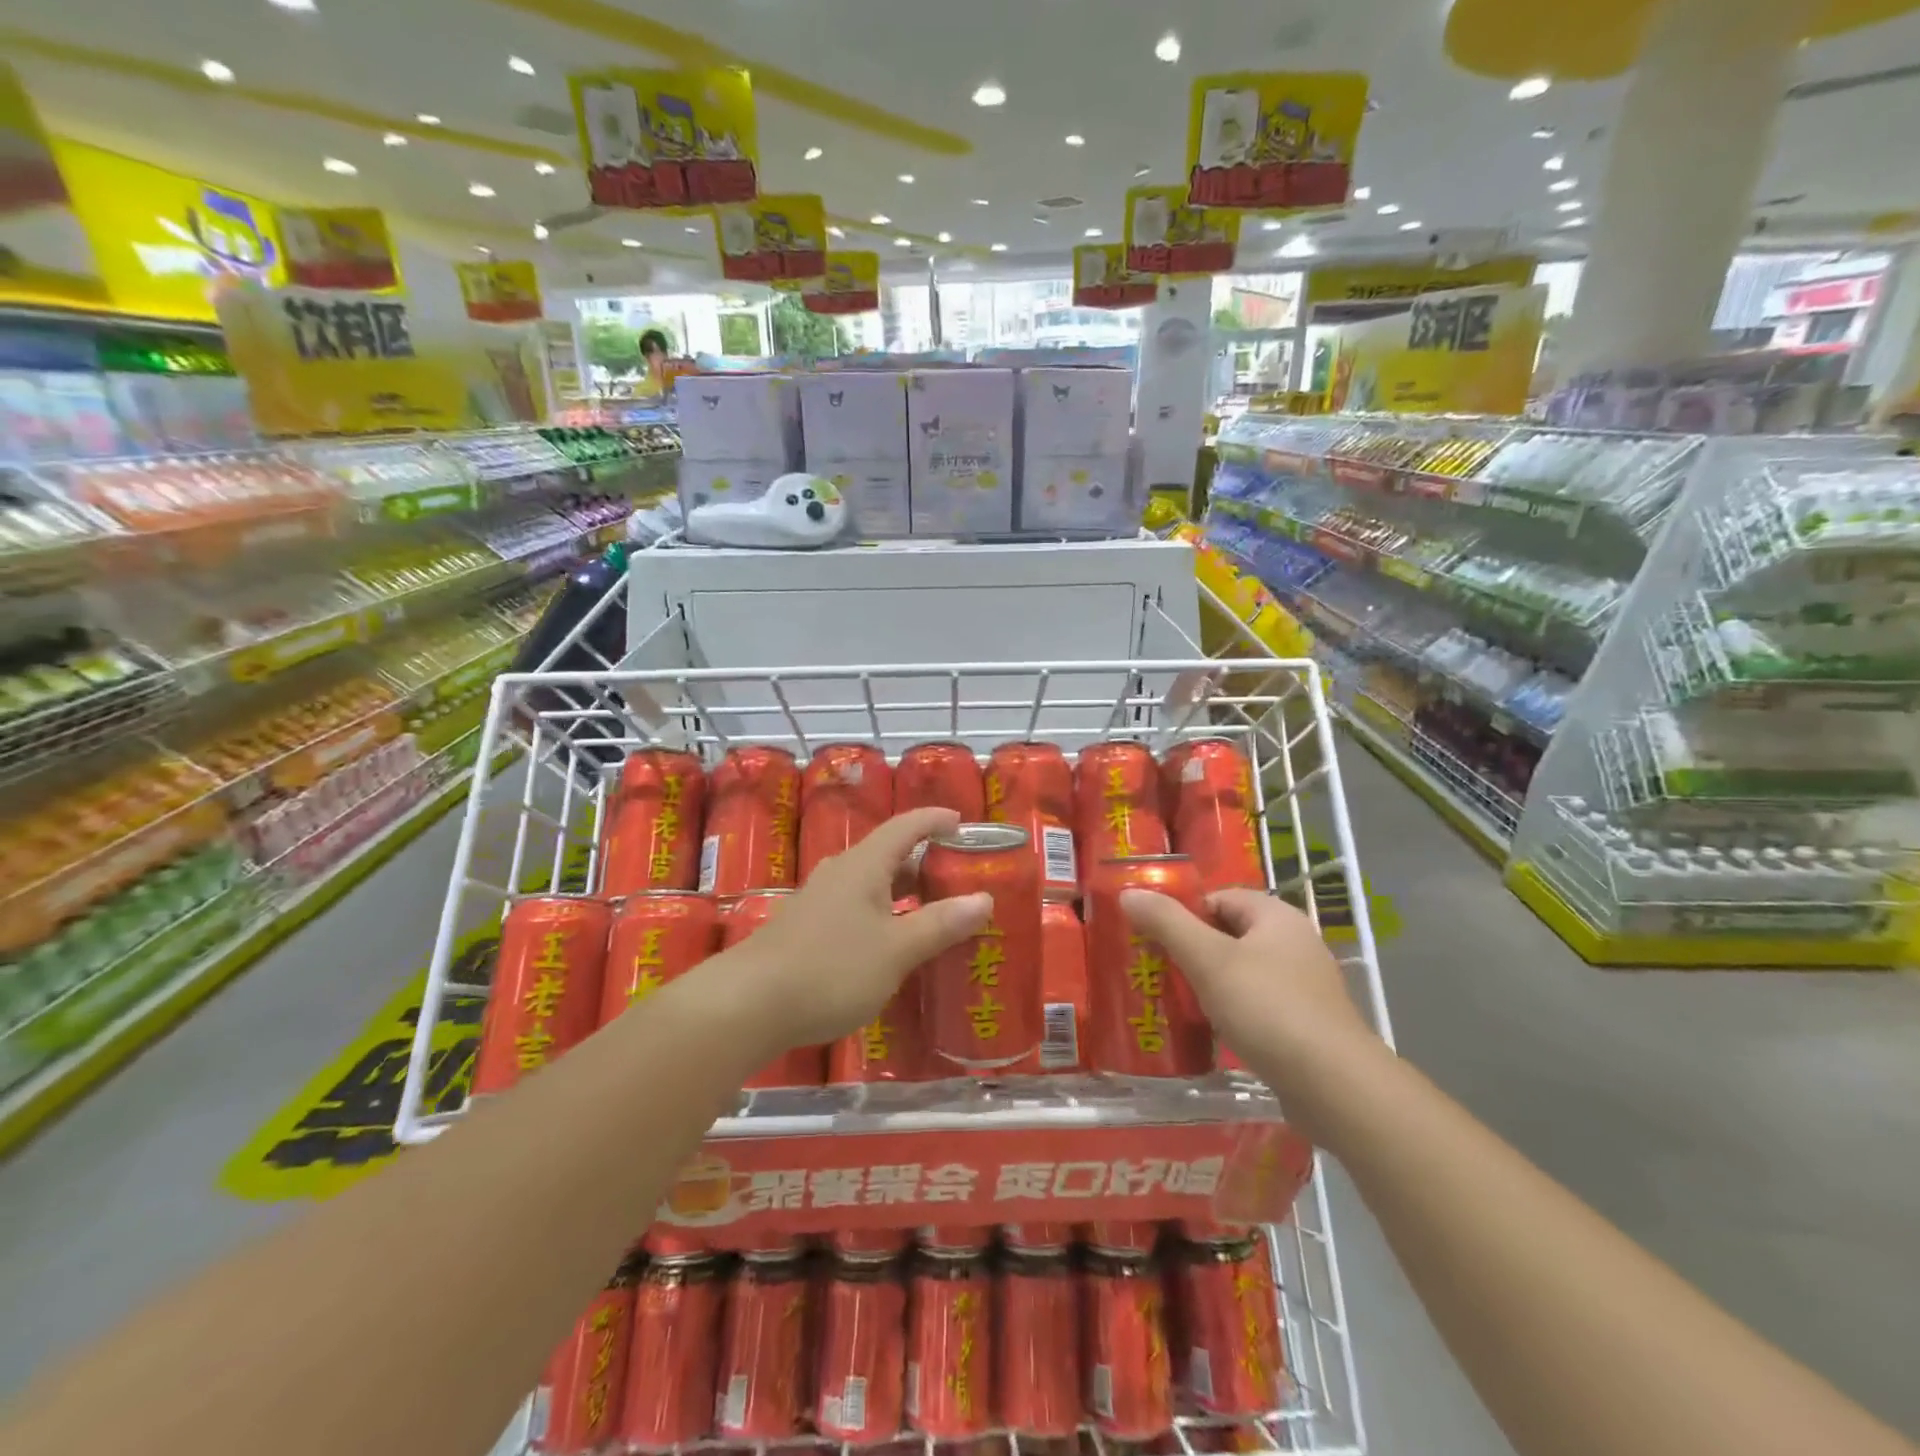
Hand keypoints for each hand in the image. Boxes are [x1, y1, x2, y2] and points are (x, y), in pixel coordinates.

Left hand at [728, 808, 990, 1048]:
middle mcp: (840, 872)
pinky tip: (889, 945)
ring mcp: (818, 900)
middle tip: (957, 879)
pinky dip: (881, 914)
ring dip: (902, 892)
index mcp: (864, 865)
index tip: (962, 822)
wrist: (748, 1004)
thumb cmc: (831, 969)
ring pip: (870, 883)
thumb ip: (940, 923)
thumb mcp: (897, 949)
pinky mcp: (804, 927)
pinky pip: (855, 907)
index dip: (935, 819)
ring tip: (931, 913)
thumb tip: (983, 899)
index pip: (906, 826)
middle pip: (888, 853)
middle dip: (924, 862)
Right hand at [1120, 887, 1377, 1079]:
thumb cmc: (1267, 1009)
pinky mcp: (1306, 1024)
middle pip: (1229, 934)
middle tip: (1156, 970)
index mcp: (1276, 916)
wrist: (1335, 1087)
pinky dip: (1232, 1012)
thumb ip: (1167, 923)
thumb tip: (1130, 892)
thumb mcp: (1208, 960)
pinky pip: (1258, 1005)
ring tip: (1174, 1002)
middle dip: (1192, 950)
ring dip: (1210, 984)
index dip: (1184, 913)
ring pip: (1242, 972)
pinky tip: (1210, 1031)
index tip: (1153, 938)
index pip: (1219, 898)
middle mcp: (1295, 943)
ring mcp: (1305, 986)